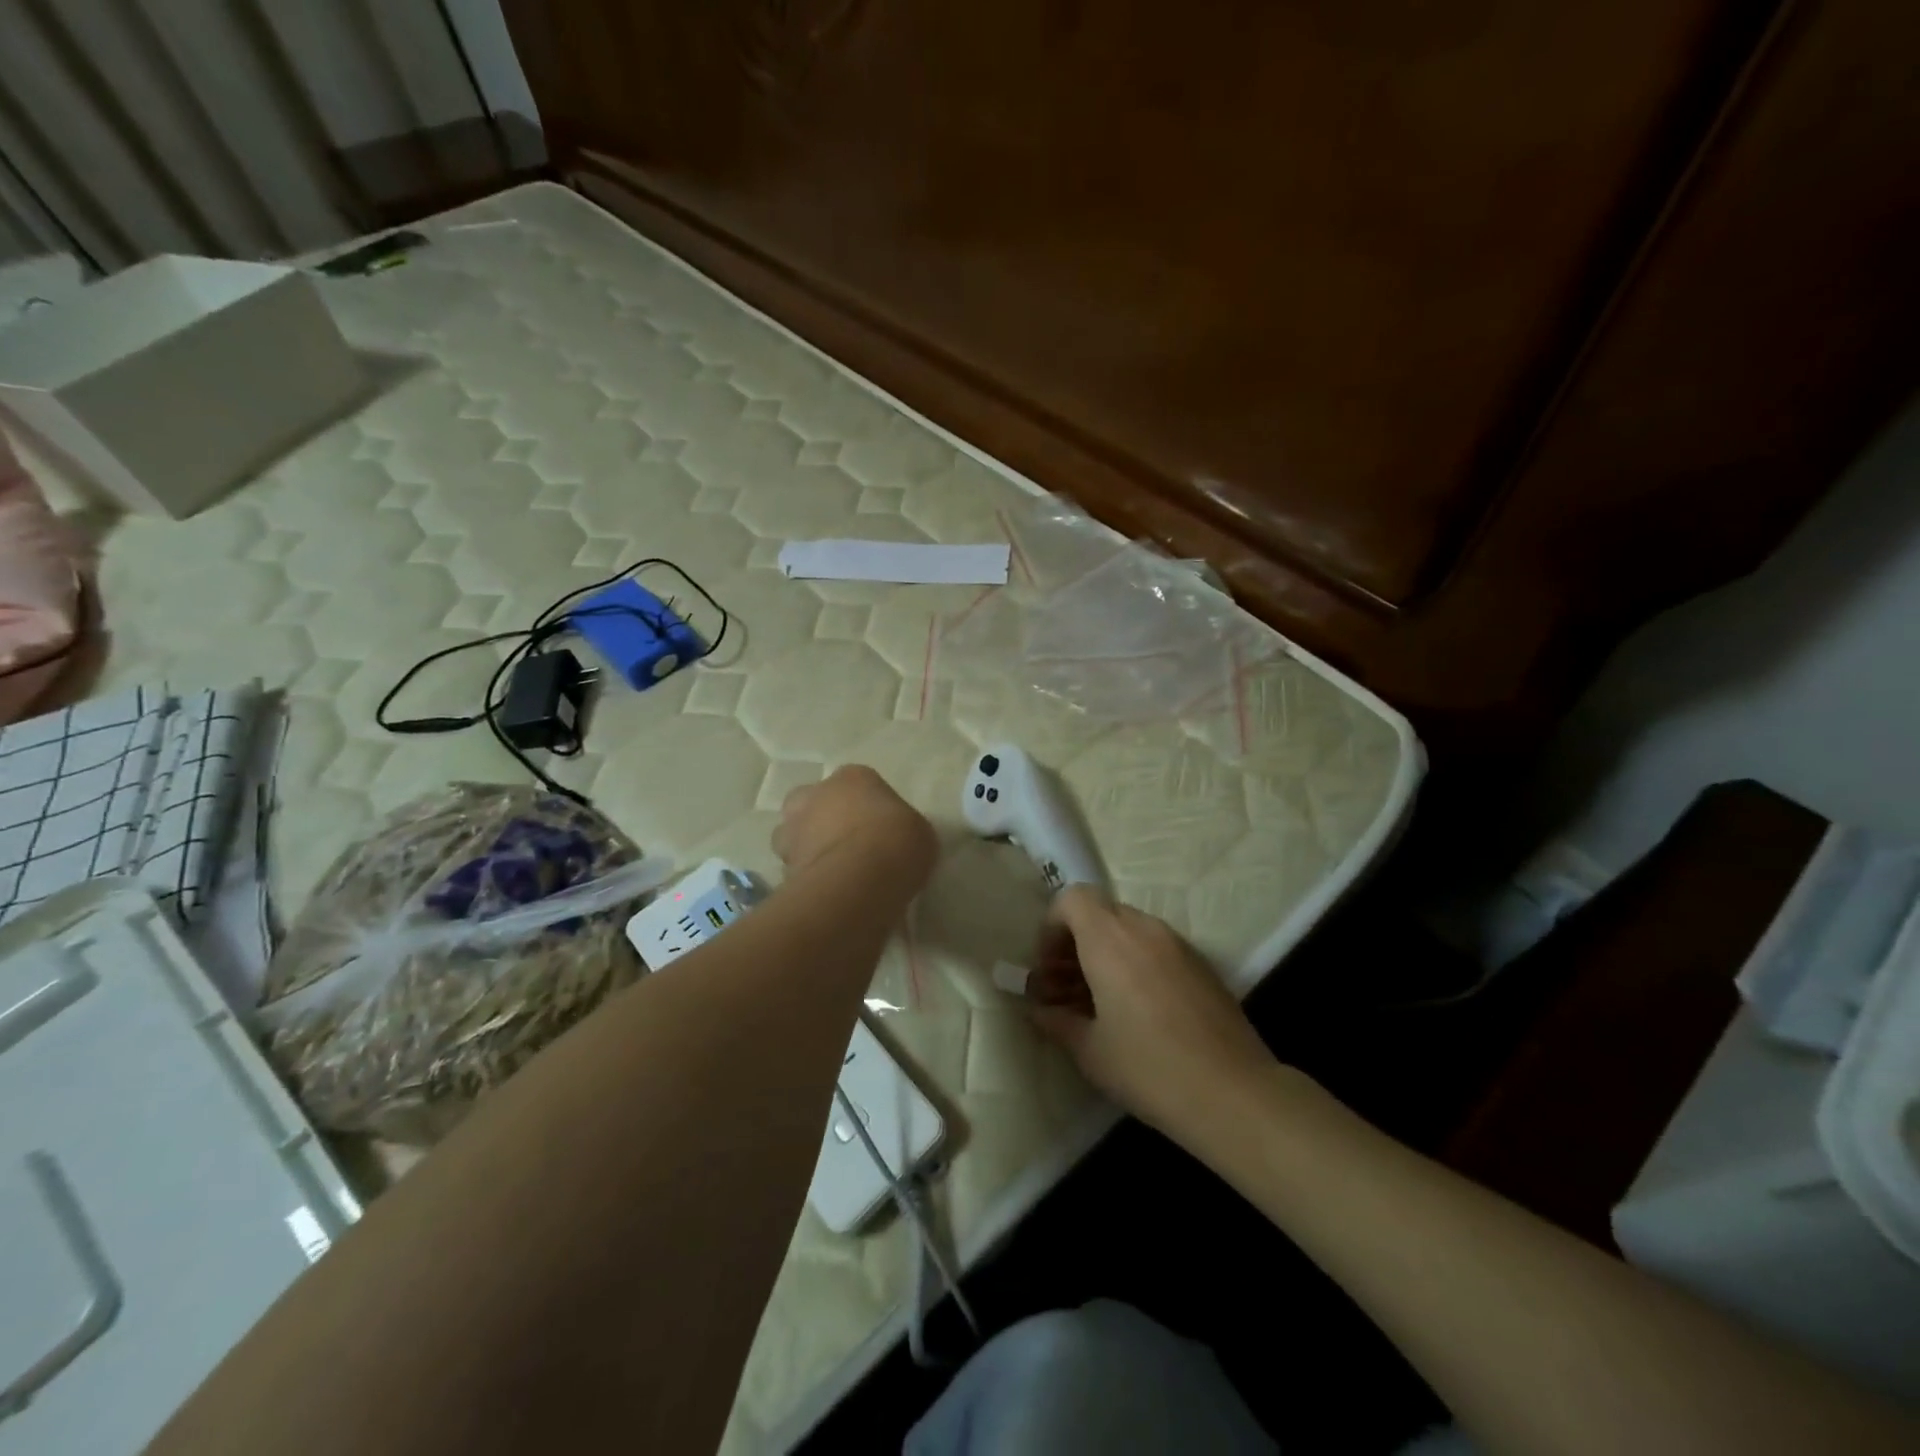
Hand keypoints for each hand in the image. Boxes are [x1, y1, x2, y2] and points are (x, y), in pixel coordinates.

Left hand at [773, 764, 936, 889]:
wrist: (861, 880)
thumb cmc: (897, 842)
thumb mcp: (919, 832)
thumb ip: (901, 829)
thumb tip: (895, 841)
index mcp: (852, 778)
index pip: (856, 784)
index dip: (865, 807)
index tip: (878, 828)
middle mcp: (815, 796)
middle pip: (813, 804)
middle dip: (822, 821)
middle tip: (845, 845)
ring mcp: (792, 831)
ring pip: (793, 837)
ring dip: (807, 849)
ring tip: (832, 873)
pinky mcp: (782, 866)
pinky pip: (794, 871)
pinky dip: (805, 879)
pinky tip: (826, 894)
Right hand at [1031, 886, 1276, 1138]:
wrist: (1234, 1094)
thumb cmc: (1149, 1068)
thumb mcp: (1090, 1051)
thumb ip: (1056, 1021)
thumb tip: (1038, 1009)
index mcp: (1109, 939)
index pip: (1072, 899)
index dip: (1051, 928)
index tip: (1048, 970)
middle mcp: (1144, 928)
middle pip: (1099, 914)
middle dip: (1075, 944)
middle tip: (1065, 990)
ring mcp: (1178, 944)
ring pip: (1129, 930)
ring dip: (1105, 955)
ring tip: (1099, 1005)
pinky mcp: (1202, 964)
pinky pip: (1156, 948)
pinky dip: (1135, 964)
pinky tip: (1138, 1012)